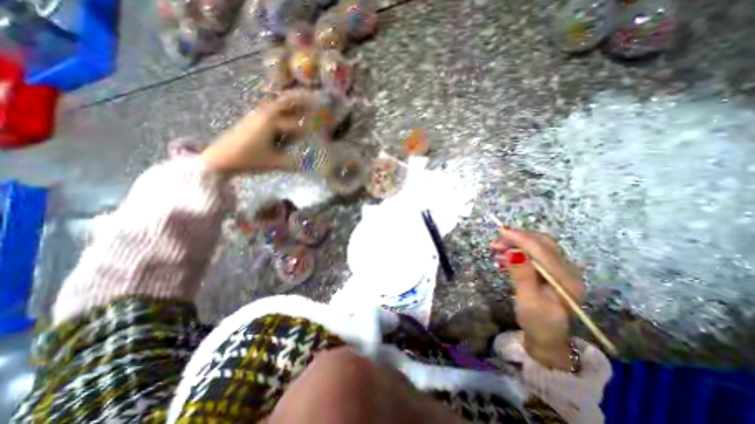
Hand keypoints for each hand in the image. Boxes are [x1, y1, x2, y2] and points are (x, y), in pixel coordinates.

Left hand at [199, 89, 315, 174]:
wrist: (220, 159)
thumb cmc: (248, 159)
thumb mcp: (274, 162)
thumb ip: (294, 163)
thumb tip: (310, 163)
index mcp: (271, 122)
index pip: (295, 125)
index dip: (308, 128)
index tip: (320, 127)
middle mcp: (264, 114)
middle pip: (285, 103)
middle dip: (300, 101)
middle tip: (314, 98)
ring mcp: (256, 115)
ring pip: (277, 105)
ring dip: (289, 104)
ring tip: (301, 104)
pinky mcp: (251, 120)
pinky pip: (270, 111)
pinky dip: (280, 110)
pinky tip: (284, 117)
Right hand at [491, 226, 582, 368]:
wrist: (546, 336)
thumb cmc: (537, 321)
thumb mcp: (527, 300)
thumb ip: (522, 275)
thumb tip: (513, 251)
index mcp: (565, 279)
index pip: (543, 250)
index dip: (521, 238)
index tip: (501, 231)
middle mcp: (567, 270)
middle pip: (542, 244)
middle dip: (518, 238)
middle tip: (495, 243)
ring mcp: (559, 269)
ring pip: (537, 246)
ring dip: (516, 243)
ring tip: (496, 249)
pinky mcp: (550, 270)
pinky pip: (534, 253)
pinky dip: (518, 250)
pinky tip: (504, 256)